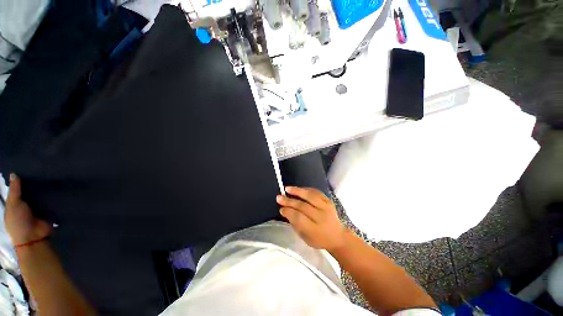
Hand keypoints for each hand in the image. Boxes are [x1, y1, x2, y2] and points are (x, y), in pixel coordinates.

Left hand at [5, 174, 51, 245]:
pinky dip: (51, 196)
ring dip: (43, 190)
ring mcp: (36, 209)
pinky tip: (56, 188)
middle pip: (28, 192)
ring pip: (39, 196)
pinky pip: (49, 201)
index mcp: (13, 205)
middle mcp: (24, 205)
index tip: (25, 169)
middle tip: (39, 170)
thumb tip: (14, 174)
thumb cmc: (18, 221)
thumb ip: (15, 191)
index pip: (16, 190)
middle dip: (32, 184)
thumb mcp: (14, 205)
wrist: (35, 237)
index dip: (19, 181)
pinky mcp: (47, 210)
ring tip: (50, 176)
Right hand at [276, 187, 347, 251]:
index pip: (299, 218)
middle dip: (289, 201)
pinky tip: (299, 189)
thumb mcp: (305, 237)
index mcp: (315, 230)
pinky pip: (316, 192)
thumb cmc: (319, 239)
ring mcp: (326, 207)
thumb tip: (285, 210)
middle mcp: (322, 217)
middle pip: (303, 206)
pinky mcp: (329, 201)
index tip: (280, 208)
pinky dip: (306, 189)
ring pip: (310, 196)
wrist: (338, 236)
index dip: (288, 212)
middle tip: (279, 197)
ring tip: (287, 188)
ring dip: (297, 191)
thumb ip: (295, 224)